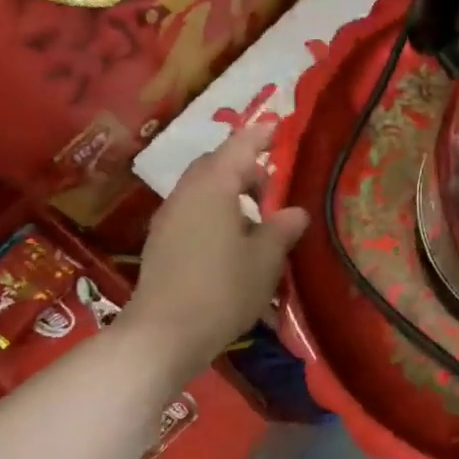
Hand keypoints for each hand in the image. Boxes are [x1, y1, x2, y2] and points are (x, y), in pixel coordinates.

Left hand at [122, 123, 309, 378]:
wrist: (165, 333)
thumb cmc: (223, 289)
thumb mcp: (265, 259)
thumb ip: (282, 228)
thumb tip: (295, 211)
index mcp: (213, 188)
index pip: (239, 147)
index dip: (261, 135)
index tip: (279, 125)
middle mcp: (186, 194)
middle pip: (216, 166)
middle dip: (246, 168)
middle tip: (275, 186)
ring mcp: (170, 219)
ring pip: (204, 190)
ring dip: (231, 193)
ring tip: (260, 218)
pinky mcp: (163, 243)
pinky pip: (195, 213)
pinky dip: (218, 213)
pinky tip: (236, 242)